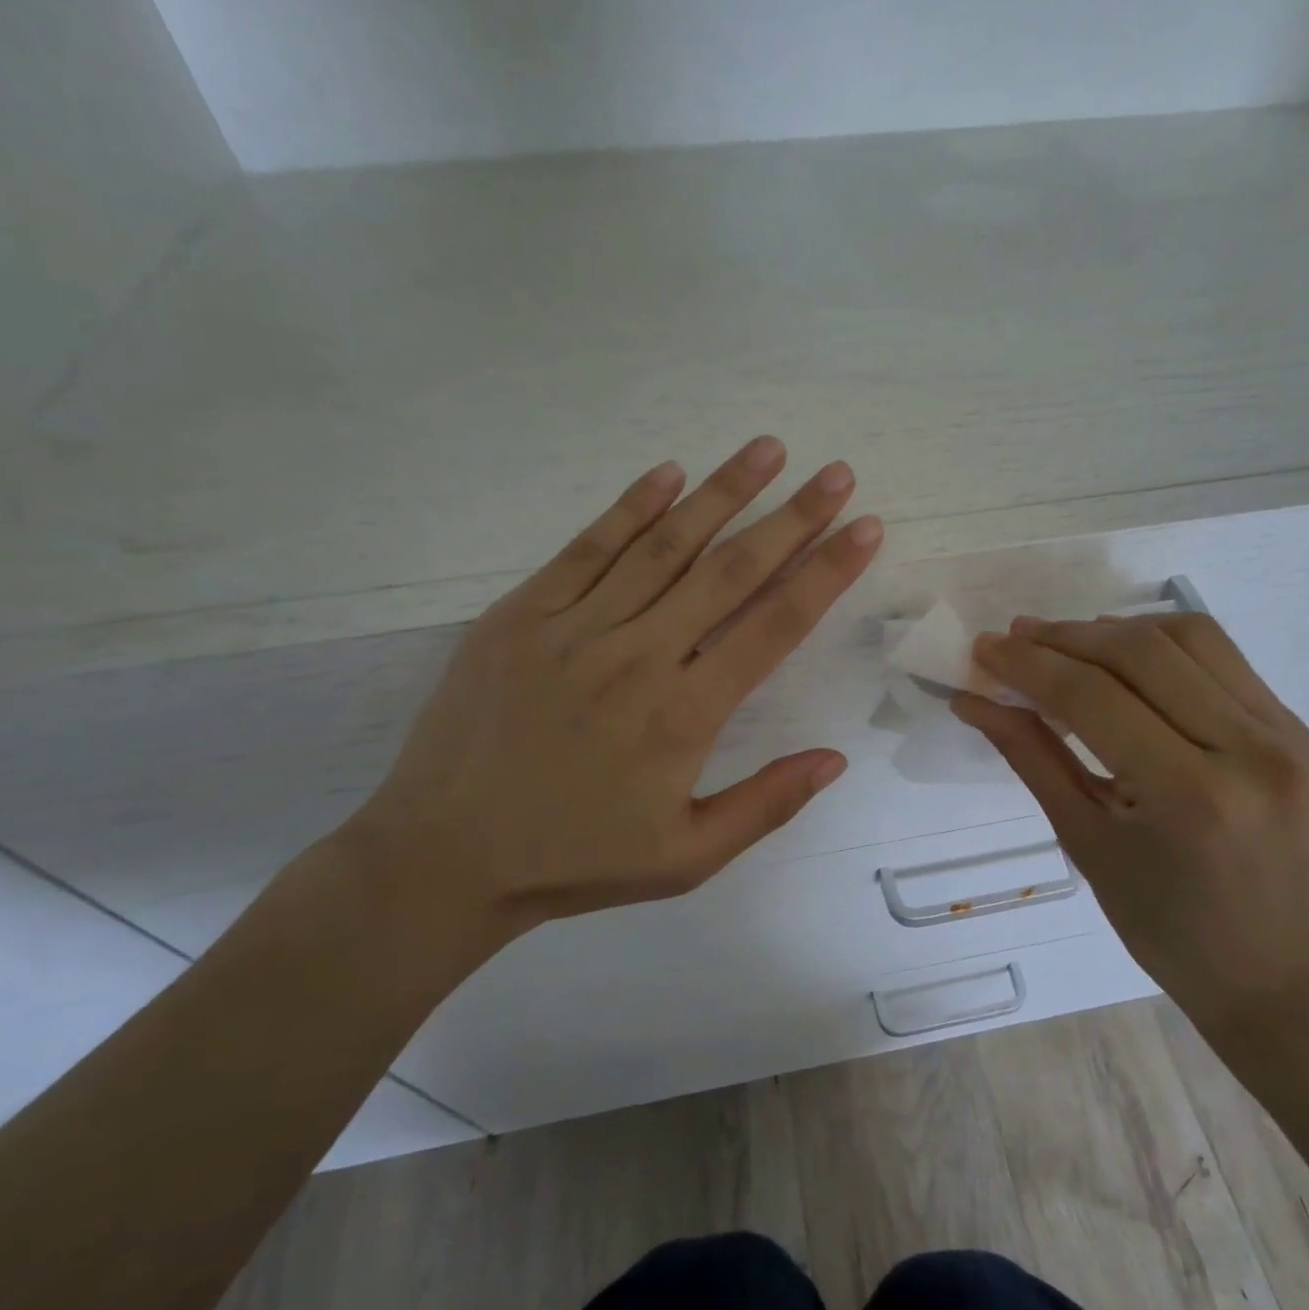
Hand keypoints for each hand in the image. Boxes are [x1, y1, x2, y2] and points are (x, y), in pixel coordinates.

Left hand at [336, 436, 882, 956]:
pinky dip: (630, 507)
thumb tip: (836, 758)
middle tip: (835, 473)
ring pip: (663, 546)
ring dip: (721, 492)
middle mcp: (638, 656)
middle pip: (729, 572)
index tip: (864, 528)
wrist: (443, 857)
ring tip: (768, 448)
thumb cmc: (575, 860)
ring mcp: (573, 629)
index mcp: (684, 714)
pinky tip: (668, 473)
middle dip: (791, 518)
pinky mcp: (520, 616)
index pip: (774, 626)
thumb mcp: (686, 858)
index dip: (826, 573)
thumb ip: (766, 804)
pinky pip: (585, 550)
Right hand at [953, 611, 1308, 1036]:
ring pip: (1186, 636)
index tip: (983, 649)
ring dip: (1113, 630)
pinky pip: (1218, 657)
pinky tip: (1120, 659)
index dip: (1029, 665)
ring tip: (1063, 644)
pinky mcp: (1294, 726)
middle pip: (1139, 652)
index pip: (1093, 698)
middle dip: (1064, 637)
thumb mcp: (1083, 840)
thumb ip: (1029, 756)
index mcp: (1190, 795)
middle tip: (1014, 639)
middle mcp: (1248, 748)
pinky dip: (1158, 643)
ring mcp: (1283, 732)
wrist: (1270, 966)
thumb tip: (974, 700)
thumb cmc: (1161, 923)